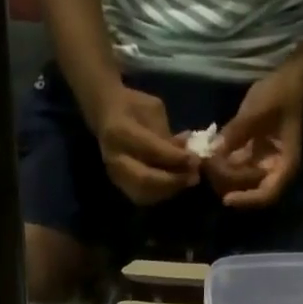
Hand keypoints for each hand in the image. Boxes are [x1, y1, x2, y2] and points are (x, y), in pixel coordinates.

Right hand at [88, 85, 199, 204]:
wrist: (107, 114)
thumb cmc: (133, 106)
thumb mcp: (153, 111)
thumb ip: (167, 135)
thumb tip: (188, 154)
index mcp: (120, 132)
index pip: (151, 150)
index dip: (175, 158)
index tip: (196, 159)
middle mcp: (115, 158)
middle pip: (145, 180)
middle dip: (172, 181)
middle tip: (193, 178)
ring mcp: (115, 175)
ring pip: (144, 193)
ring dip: (168, 191)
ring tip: (186, 182)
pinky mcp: (119, 185)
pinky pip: (142, 197)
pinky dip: (160, 194)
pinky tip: (174, 185)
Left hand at [210, 66, 302, 207]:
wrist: (289, 81)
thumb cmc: (281, 94)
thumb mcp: (259, 109)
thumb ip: (237, 130)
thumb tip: (214, 150)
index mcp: (283, 165)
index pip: (266, 195)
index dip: (246, 200)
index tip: (227, 199)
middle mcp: (271, 172)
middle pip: (246, 191)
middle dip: (226, 181)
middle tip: (207, 164)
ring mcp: (258, 167)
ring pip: (235, 183)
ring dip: (219, 174)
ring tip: (205, 157)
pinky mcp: (248, 159)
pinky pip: (231, 169)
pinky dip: (219, 164)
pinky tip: (207, 154)